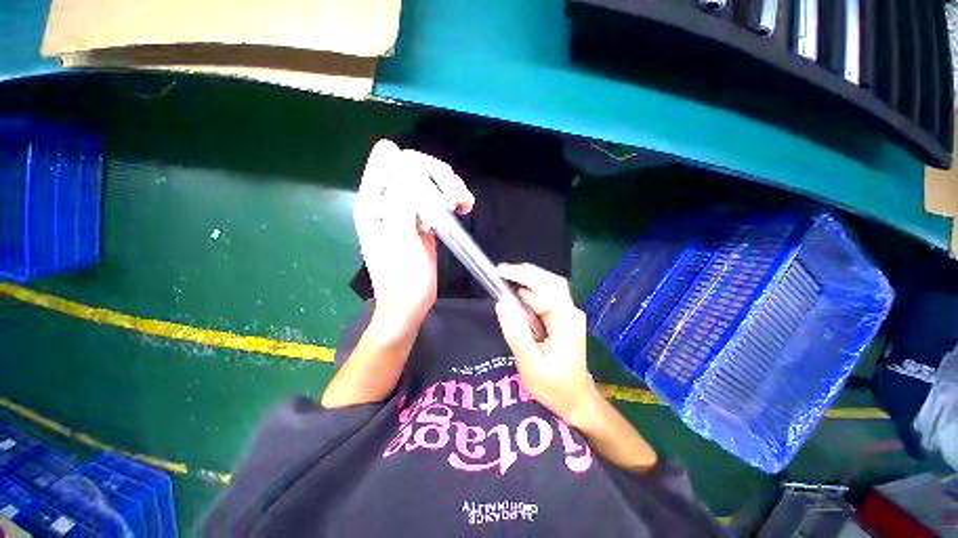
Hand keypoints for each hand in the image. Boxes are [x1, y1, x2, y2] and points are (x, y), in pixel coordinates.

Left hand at [354, 140, 473, 335]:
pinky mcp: (422, 219)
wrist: (410, 303)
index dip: (416, 165)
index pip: (390, 160)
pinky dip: (451, 198)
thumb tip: (398, 155)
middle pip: (415, 167)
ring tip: (466, 205)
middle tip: (460, 198)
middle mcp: (388, 199)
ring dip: (450, 187)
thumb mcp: (399, 236)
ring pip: (429, 180)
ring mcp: (406, 209)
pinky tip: (463, 209)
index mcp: (374, 200)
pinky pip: (437, 197)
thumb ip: (398, 196)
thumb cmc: (402, 276)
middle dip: (440, 177)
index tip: (438, 187)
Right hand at [495, 263, 600, 426]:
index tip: (501, 271)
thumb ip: (516, 334)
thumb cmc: (556, 387)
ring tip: (503, 287)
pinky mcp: (561, 319)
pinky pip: (542, 301)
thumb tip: (501, 304)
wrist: (577, 400)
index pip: (548, 286)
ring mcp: (567, 315)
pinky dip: (527, 298)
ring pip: (545, 289)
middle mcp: (570, 312)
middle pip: (549, 282)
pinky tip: (515, 303)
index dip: (525, 275)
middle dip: (525, 274)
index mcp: (566, 320)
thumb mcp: (531, 365)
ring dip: (524, 285)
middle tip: (500, 272)